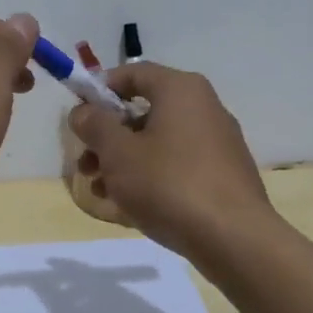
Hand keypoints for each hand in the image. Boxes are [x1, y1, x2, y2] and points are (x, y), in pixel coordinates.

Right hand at [68, 62, 270, 259]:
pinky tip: (132, 206)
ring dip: (125, 162)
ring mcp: (218, 142)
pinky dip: (152, 177)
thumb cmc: (169, 184)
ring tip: (102, 192)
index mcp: (181, 90)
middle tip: (86, 164)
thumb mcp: (118, 153)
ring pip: (159, 142)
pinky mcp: (224, 174)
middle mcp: (204, 107)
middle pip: (144, 111)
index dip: (100, 90)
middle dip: (109, 137)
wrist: (234, 238)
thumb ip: (95, 126)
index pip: (133, 73)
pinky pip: (178, 165)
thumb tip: (83, 111)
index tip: (79, 118)